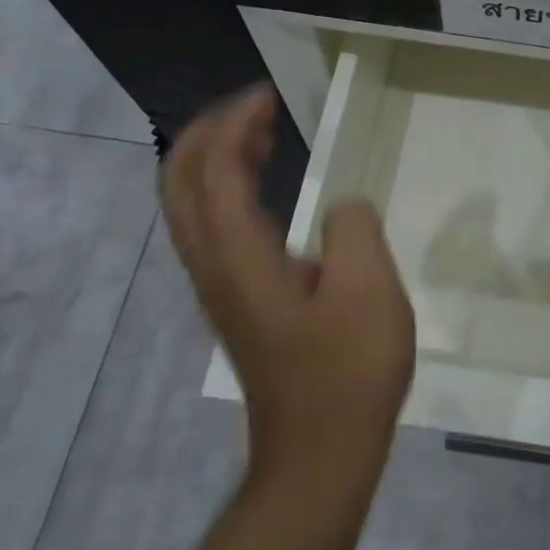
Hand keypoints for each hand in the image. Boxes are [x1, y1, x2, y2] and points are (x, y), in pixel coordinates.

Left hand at [160, 85, 415, 480]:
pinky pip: (210, 228)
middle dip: (208, 133)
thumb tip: (341, 207)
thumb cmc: (348, 371)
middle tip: (257, 110)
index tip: (271, 96)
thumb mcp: (370, 290)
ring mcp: (217, 288)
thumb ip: (354, 228)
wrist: (320, 453)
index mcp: (238, 255)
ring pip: (189, 206)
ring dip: (214, 161)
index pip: (214, 168)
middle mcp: (212, 266)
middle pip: (179, 182)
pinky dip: (227, 192)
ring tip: (263, 138)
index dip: (236, 123)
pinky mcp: (233, 304)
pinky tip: (268, 193)